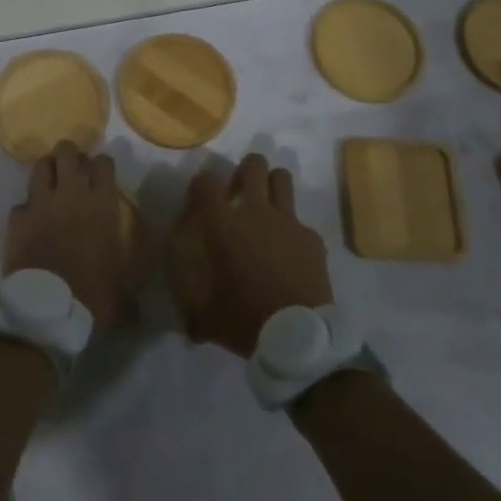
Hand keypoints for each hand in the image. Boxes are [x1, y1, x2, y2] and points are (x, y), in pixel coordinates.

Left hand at [3, 141, 138, 332]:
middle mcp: (71, 196)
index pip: (104, 164)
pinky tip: (30, 220)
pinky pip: (20, 203)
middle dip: (70, 155)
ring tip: (50, 182)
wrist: (44, 312)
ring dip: (46, 170)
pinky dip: (26, 209)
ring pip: (40, 166)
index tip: (101, 173)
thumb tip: (139, 311)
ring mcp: (40, 204)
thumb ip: (129, 292)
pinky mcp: (16, 219)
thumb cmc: (91, 297)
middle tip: (73, 168)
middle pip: (67, 152)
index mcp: (102, 206)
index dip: (102, 164)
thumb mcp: (121, 296)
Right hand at [166, 154, 332, 357]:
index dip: (202, 184)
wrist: (298, 335)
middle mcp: (255, 213)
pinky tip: (290, 250)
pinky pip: (300, 220)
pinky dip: (293, 229)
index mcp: (224, 226)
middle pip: (253, 165)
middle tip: (240, 189)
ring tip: (267, 204)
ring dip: (272, 184)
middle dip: (245, 170)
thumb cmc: (246, 320)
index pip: (206, 183)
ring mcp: (288, 221)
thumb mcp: (206, 319)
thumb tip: (188, 323)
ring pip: (282, 178)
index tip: (201, 197)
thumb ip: (193, 311)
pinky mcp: (312, 237)